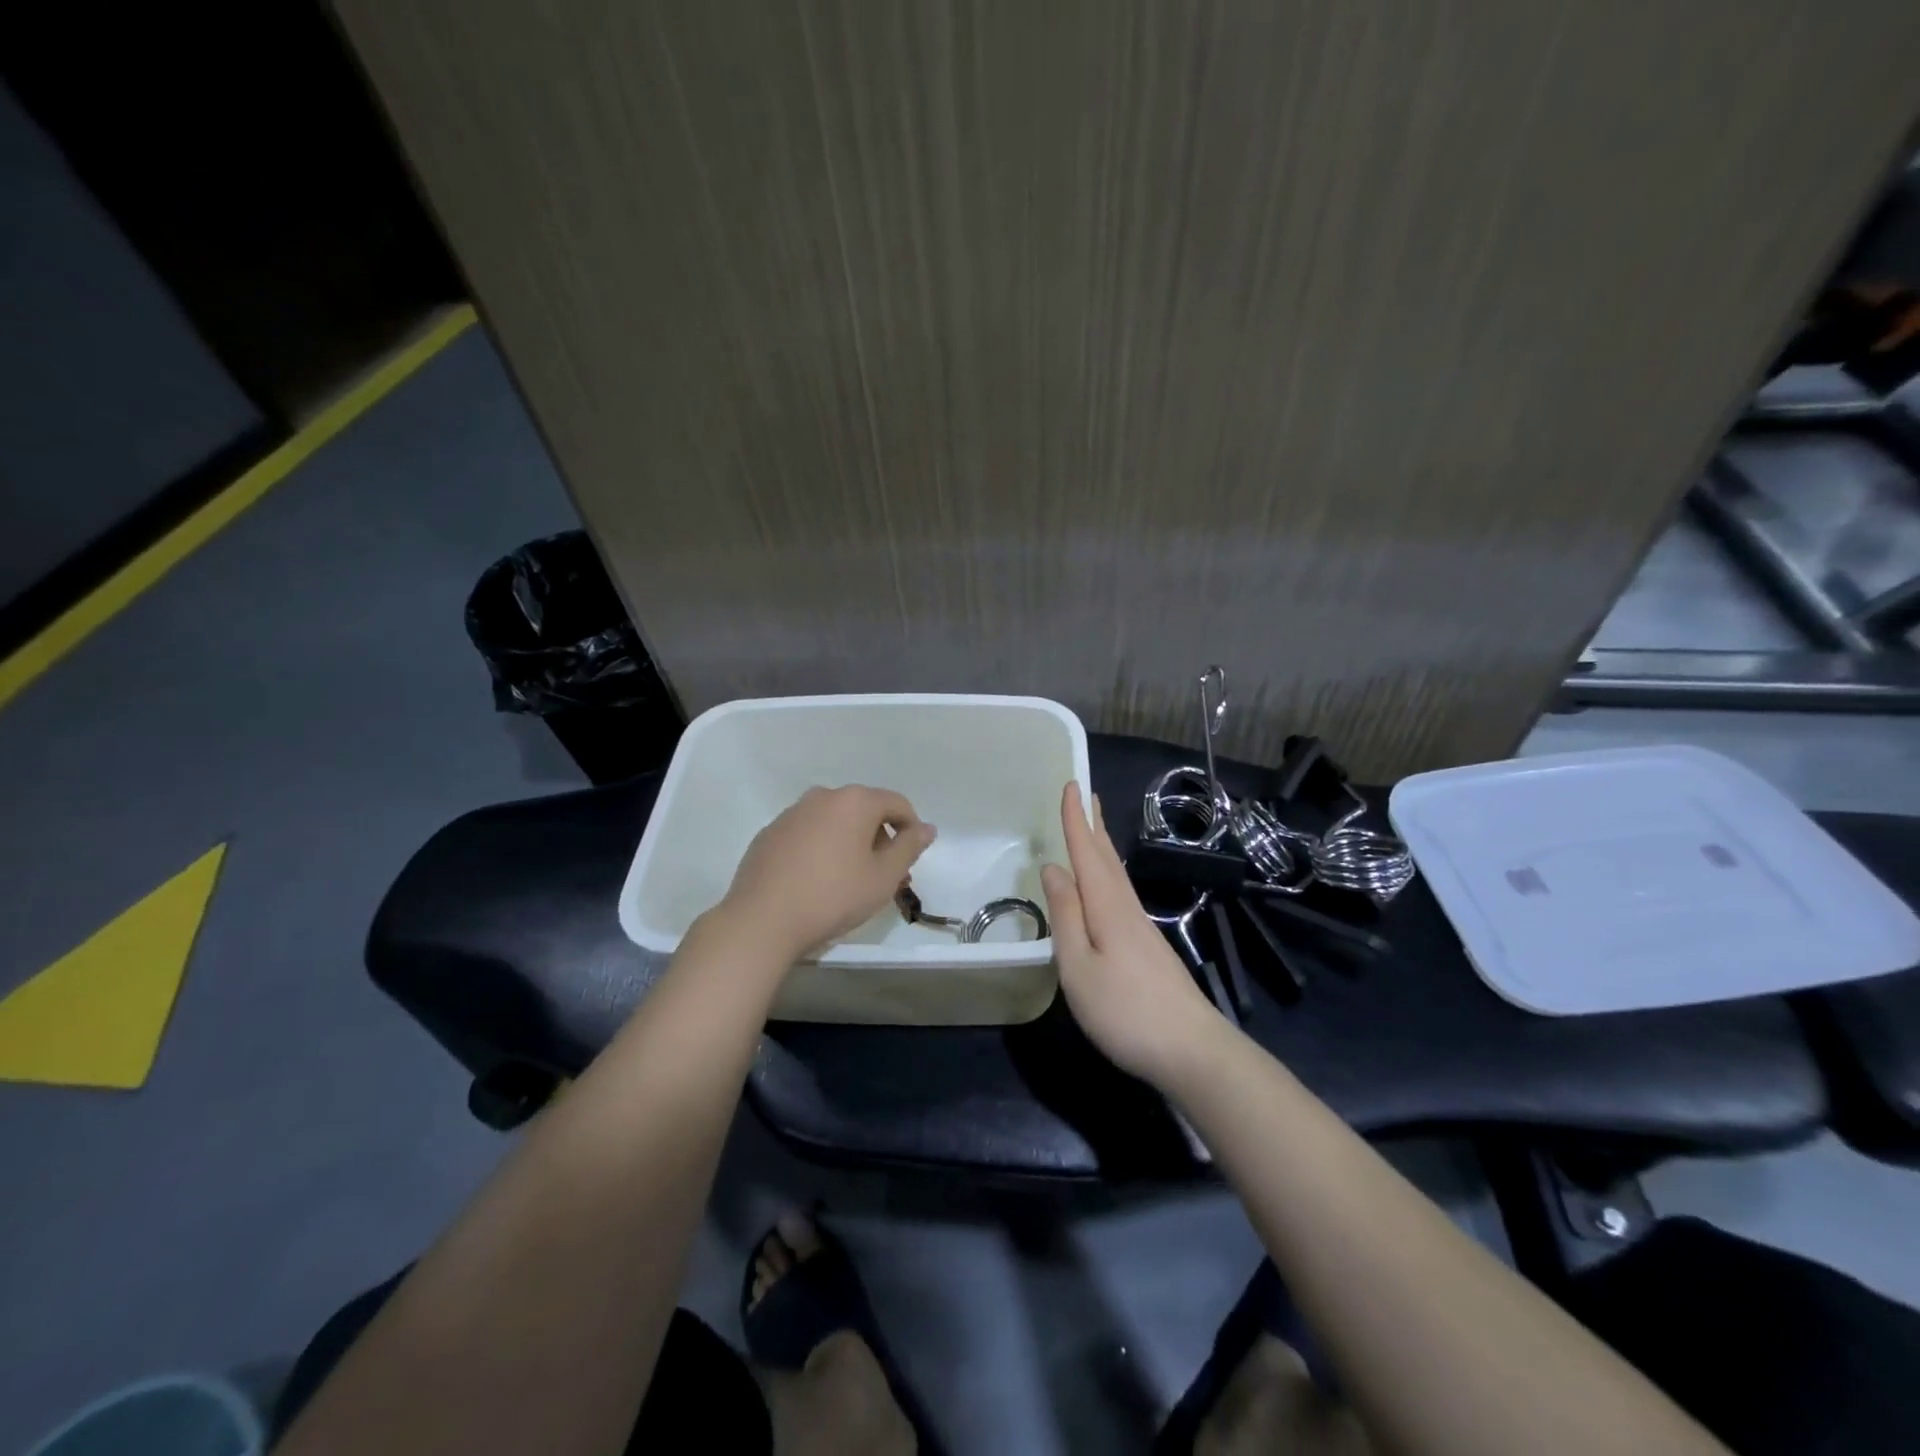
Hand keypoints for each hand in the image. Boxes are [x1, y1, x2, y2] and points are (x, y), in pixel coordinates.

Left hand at [719, 785, 935, 963]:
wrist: (762, 920)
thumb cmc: (834, 896)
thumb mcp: (883, 877)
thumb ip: (909, 848)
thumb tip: (927, 828)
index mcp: (855, 801)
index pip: (896, 803)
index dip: (911, 828)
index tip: (910, 859)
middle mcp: (823, 796)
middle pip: (864, 810)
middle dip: (880, 838)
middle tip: (885, 876)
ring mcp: (792, 813)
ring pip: (834, 822)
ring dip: (850, 843)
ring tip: (851, 880)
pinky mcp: (770, 833)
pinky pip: (807, 833)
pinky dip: (820, 848)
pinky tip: (816, 881)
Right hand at [1041, 782, 1222, 1085]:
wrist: (1193, 1051)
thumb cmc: (1126, 1011)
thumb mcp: (1079, 966)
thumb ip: (1065, 915)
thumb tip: (1053, 867)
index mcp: (1107, 907)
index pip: (1088, 853)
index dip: (1076, 820)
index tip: (1071, 784)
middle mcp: (1127, 909)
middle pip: (1108, 858)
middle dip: (1094, 825)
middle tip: (1085, 794)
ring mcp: (1142, 929)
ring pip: (1117, 875)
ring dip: (1103, 847)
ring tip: (1092, 829)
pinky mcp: (1150, 948)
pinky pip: (1122, 894)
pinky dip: (1109, 875)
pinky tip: (1107, 887)